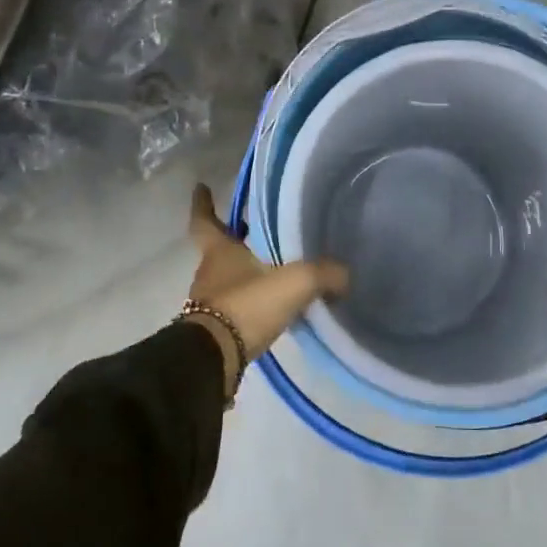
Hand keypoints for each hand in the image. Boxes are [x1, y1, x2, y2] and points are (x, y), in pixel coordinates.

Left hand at [187, 184, 348, 394]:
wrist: (214, 360)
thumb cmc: (246, 306)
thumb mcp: (294, 283)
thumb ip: (323, 274)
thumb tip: (346, 275)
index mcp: (220, 251)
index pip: (205, 220)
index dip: (203, 203)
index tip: (201, 187)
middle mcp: (210, 273)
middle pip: (219, 249)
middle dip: (235, 238)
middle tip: (256, 228)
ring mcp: (210, 302)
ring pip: (227, 278)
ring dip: (245, 272)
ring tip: (274, 268)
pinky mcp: (216, 330)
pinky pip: (235, 306)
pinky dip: (251, 301)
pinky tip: (273, 305)